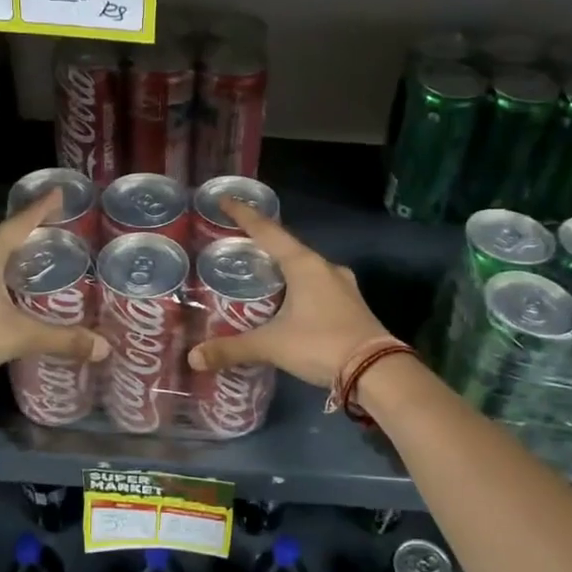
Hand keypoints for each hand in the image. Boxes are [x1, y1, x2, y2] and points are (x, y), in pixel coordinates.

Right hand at [186, 199, 389, 387]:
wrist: (377, 371)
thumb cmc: (321, 344)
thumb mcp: (272, 346)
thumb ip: (232, 348)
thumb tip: (194, 357)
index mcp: (304, 265)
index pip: (268, 231)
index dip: (244, 215)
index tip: (226, 200)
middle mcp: (325, 267)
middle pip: (288, 247)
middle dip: (263, 245)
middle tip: (238, 246)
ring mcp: (343, 285)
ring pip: (305, 268)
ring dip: (283, 268)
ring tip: (260, 276)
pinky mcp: (351, 304)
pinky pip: (318, 286)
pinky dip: (298, 287)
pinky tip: (289, 302)